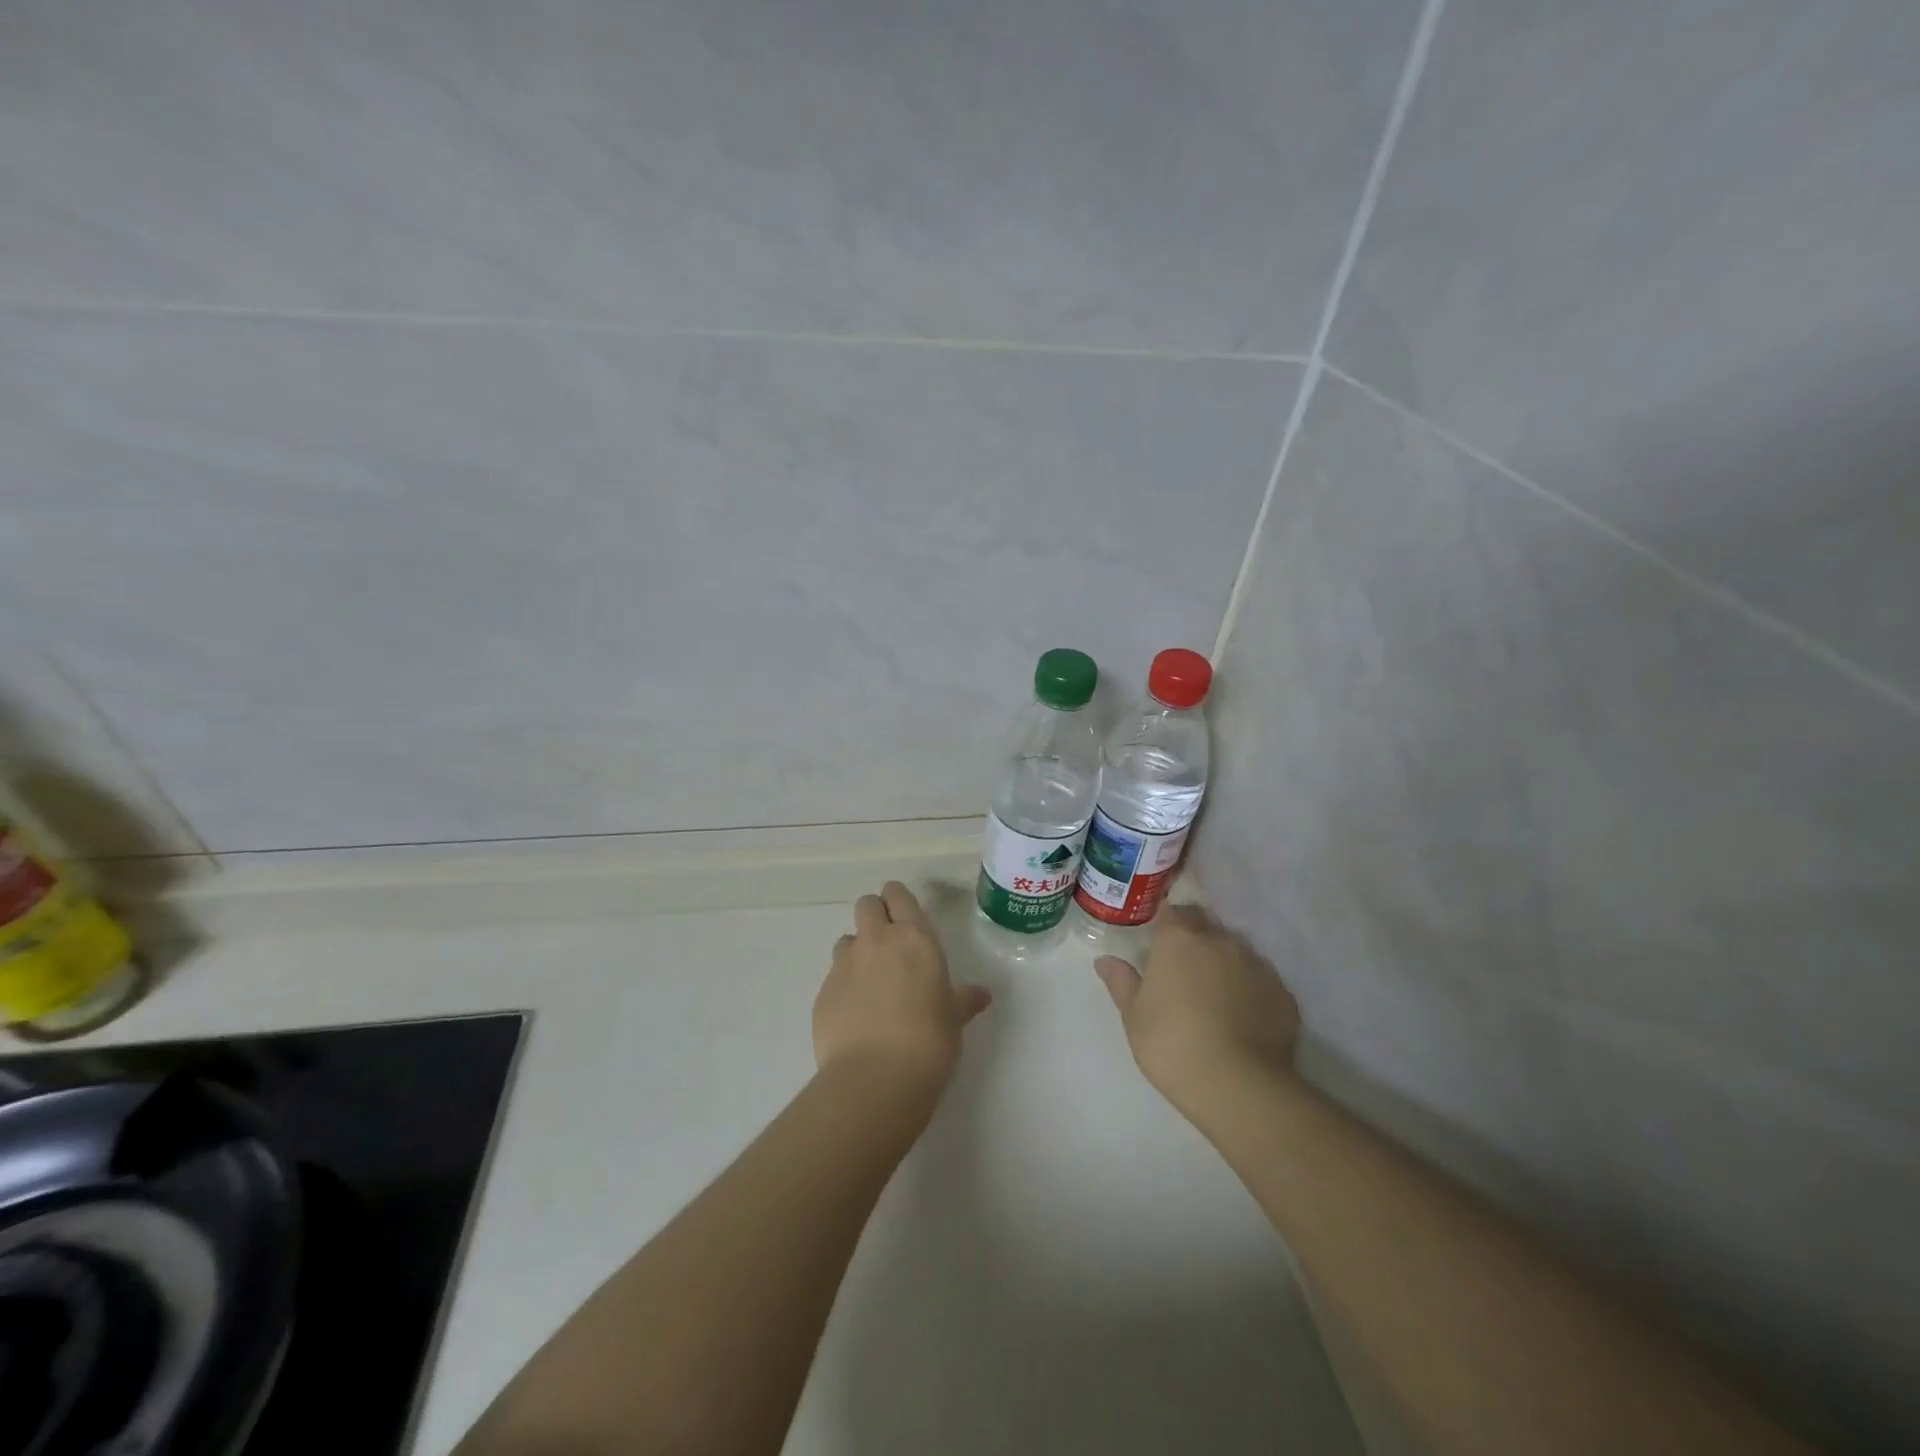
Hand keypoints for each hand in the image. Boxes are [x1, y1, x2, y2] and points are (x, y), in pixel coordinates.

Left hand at [814, 882, 992, 1101]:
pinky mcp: (823, 993)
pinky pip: (833, 976)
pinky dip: (844, 986)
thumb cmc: (929, 1040)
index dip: (898, 900)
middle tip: (889, 943)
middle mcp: (876, 941)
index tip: (904, 915)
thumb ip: (964, 999)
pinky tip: (856, 1014)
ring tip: (871, 982)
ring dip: (857, 951)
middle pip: (866, 905)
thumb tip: (982, 995)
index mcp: (914, 937)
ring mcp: (844, 965)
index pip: (898, 895)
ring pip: (846, 939)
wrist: (876, 1077)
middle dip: (875, 915)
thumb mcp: (954, 1018)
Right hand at [1095, 904, 1299, 1115]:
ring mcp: (1258, 966)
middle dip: (1197, 944)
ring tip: (1215, 1002)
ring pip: (1237, 956)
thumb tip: (1104, 960)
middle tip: (1184, 975)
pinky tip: (1243, 1023)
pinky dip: (1251, 995)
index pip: (1174, 912)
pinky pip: (1261, 985)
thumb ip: (1121, 981)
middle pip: (1208, 930)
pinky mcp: (1284, 995)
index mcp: (1180, 939)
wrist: (1238, 1085)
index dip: (1167, 926)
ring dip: (1225, 968)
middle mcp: (1221, 942)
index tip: (1160, 946)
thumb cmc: (1171, 1043)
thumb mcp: (1133, 1015)